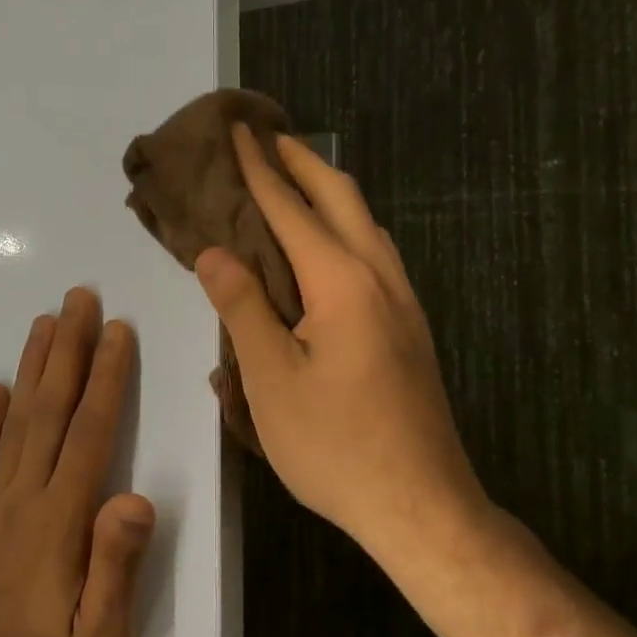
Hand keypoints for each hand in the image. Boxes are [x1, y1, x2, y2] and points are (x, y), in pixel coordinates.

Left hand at [0, 288, 157, 636]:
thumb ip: (116, 567)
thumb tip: (136, 496)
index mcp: (60, 519)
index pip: (89, 432)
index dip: (107, 377)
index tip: (118, 331)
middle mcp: (24, 499)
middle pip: (50, 410)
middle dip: (69, 350)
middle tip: (79, 298)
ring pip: (15, 423)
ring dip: (33, 369)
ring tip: (46, 323)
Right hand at [196, 127, 483, 549]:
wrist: (422, 505)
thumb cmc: (336, 446)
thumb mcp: (271, 380)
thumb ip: (242, 308)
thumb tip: (214, 252)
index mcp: (342, 283)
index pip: (293, 209)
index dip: (260, 169)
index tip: (240, 131)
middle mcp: (381, 278)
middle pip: (342, 199)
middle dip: (303, 162)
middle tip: (267, 138)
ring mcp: (404, 303)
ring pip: (366, 224)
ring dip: (329, 192)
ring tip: (294, 181)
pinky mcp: (410, 328)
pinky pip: (375, 254)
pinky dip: (345, 227)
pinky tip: (328, 247)